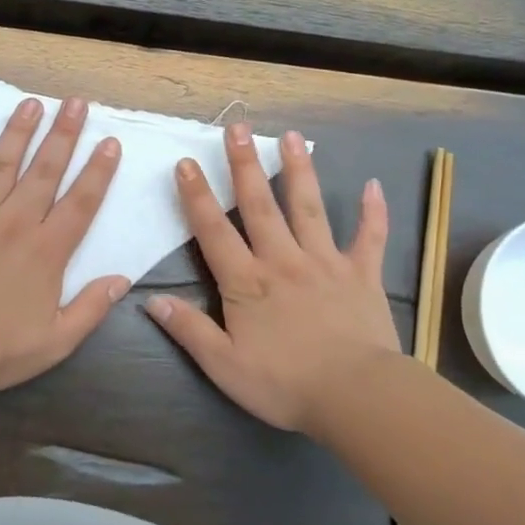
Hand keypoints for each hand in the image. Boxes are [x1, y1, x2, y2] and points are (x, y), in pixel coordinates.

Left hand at [0, 95, 126, 393]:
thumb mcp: (56, 342)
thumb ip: (91, 309)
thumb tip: (122, 279)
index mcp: (46, 251)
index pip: (80, 202)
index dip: (98, 171)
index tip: (110, 142)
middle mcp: (15, 223)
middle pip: (45, 170)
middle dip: (64, 134)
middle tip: (76, 102)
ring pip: (1, 165)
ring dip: (19, 132)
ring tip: (32, 104)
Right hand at [146, 124, 399, 433]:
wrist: (354, 396)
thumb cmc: (284, 384)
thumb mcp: (224, 366)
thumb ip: (189, 330)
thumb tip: (151, 301)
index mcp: (247, 282)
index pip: (214, 231)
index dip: (197, 196)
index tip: (186, 163)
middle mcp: (283, 260)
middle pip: (259, 205)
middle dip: (245, 165)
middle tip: (237, 128)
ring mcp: (326, 262)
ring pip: (309, 207)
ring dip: (299, 170)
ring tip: (292, 137)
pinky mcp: (362, 274)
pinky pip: (369, 237)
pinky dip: (373, 212)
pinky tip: (373, 185)